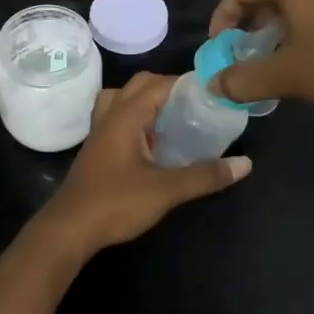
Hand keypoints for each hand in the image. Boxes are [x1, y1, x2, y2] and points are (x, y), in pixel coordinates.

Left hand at [36, 73, 251, 256]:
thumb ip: (205, 175)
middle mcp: (110, 116)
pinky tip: (152, 142)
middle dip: (168, 88)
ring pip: (122, 99)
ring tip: (172, 118)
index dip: (187, 83)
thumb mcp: (166, 190)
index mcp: (126, 115)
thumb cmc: (116, 203)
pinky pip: (116, 119)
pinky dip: (135, 119)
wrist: (69, 230)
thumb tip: (245, 164)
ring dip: (146, 101)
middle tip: (196, 106)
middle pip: (139, 85)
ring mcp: (99, 132)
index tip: (214, 92)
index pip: (160, 84)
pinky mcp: (96, 150)